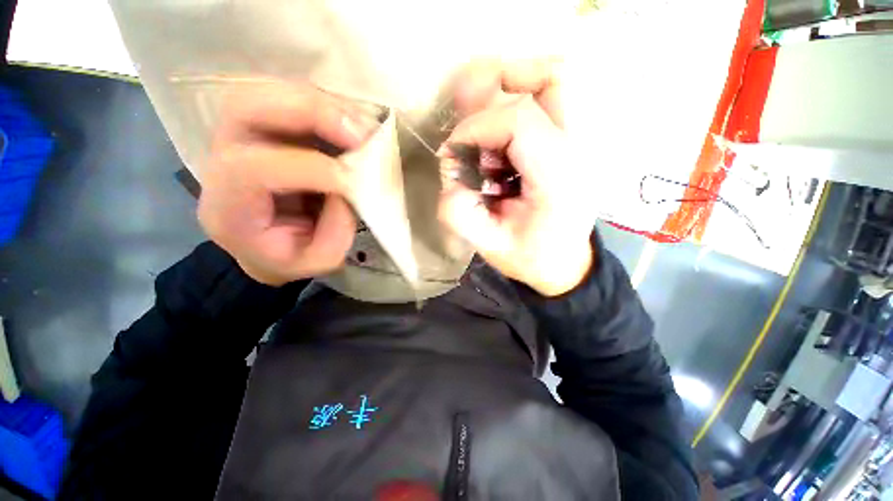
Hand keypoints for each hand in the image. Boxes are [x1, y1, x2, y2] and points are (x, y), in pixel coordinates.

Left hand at [198, 82, 379, 286]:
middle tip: (361, 133)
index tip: (353, 180)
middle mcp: (221, 159)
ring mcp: (239, 135)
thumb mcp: (317, 261)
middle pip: (246, 108)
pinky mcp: (265, 127)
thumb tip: (352, 186)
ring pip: (269, 93)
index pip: (252, 169)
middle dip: (311, 113)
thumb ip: (336, 232)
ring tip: (364, 128)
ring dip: (323, 104)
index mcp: (227, 207)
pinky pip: (290, 98)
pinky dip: (327, 105)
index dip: (308, 168)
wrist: (264, 245)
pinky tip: (353, 123)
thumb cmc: (287, 257)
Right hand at [438, 60, 595, 296]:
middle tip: (470, 121)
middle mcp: (576, 151)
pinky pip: (549, 103)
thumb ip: (461, 215)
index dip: (476, 128)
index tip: (454, 152)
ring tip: (485, 134)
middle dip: (499, 86)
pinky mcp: (571, 145)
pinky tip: (498, 148)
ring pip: (553, 83)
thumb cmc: (531, 258)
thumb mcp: (490, 247)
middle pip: (551, 79)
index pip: (519, 120)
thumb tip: (448, 177)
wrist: (564, 266)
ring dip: (510, 92)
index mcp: (558, 178)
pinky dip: (517, 110)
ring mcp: (580, 144)